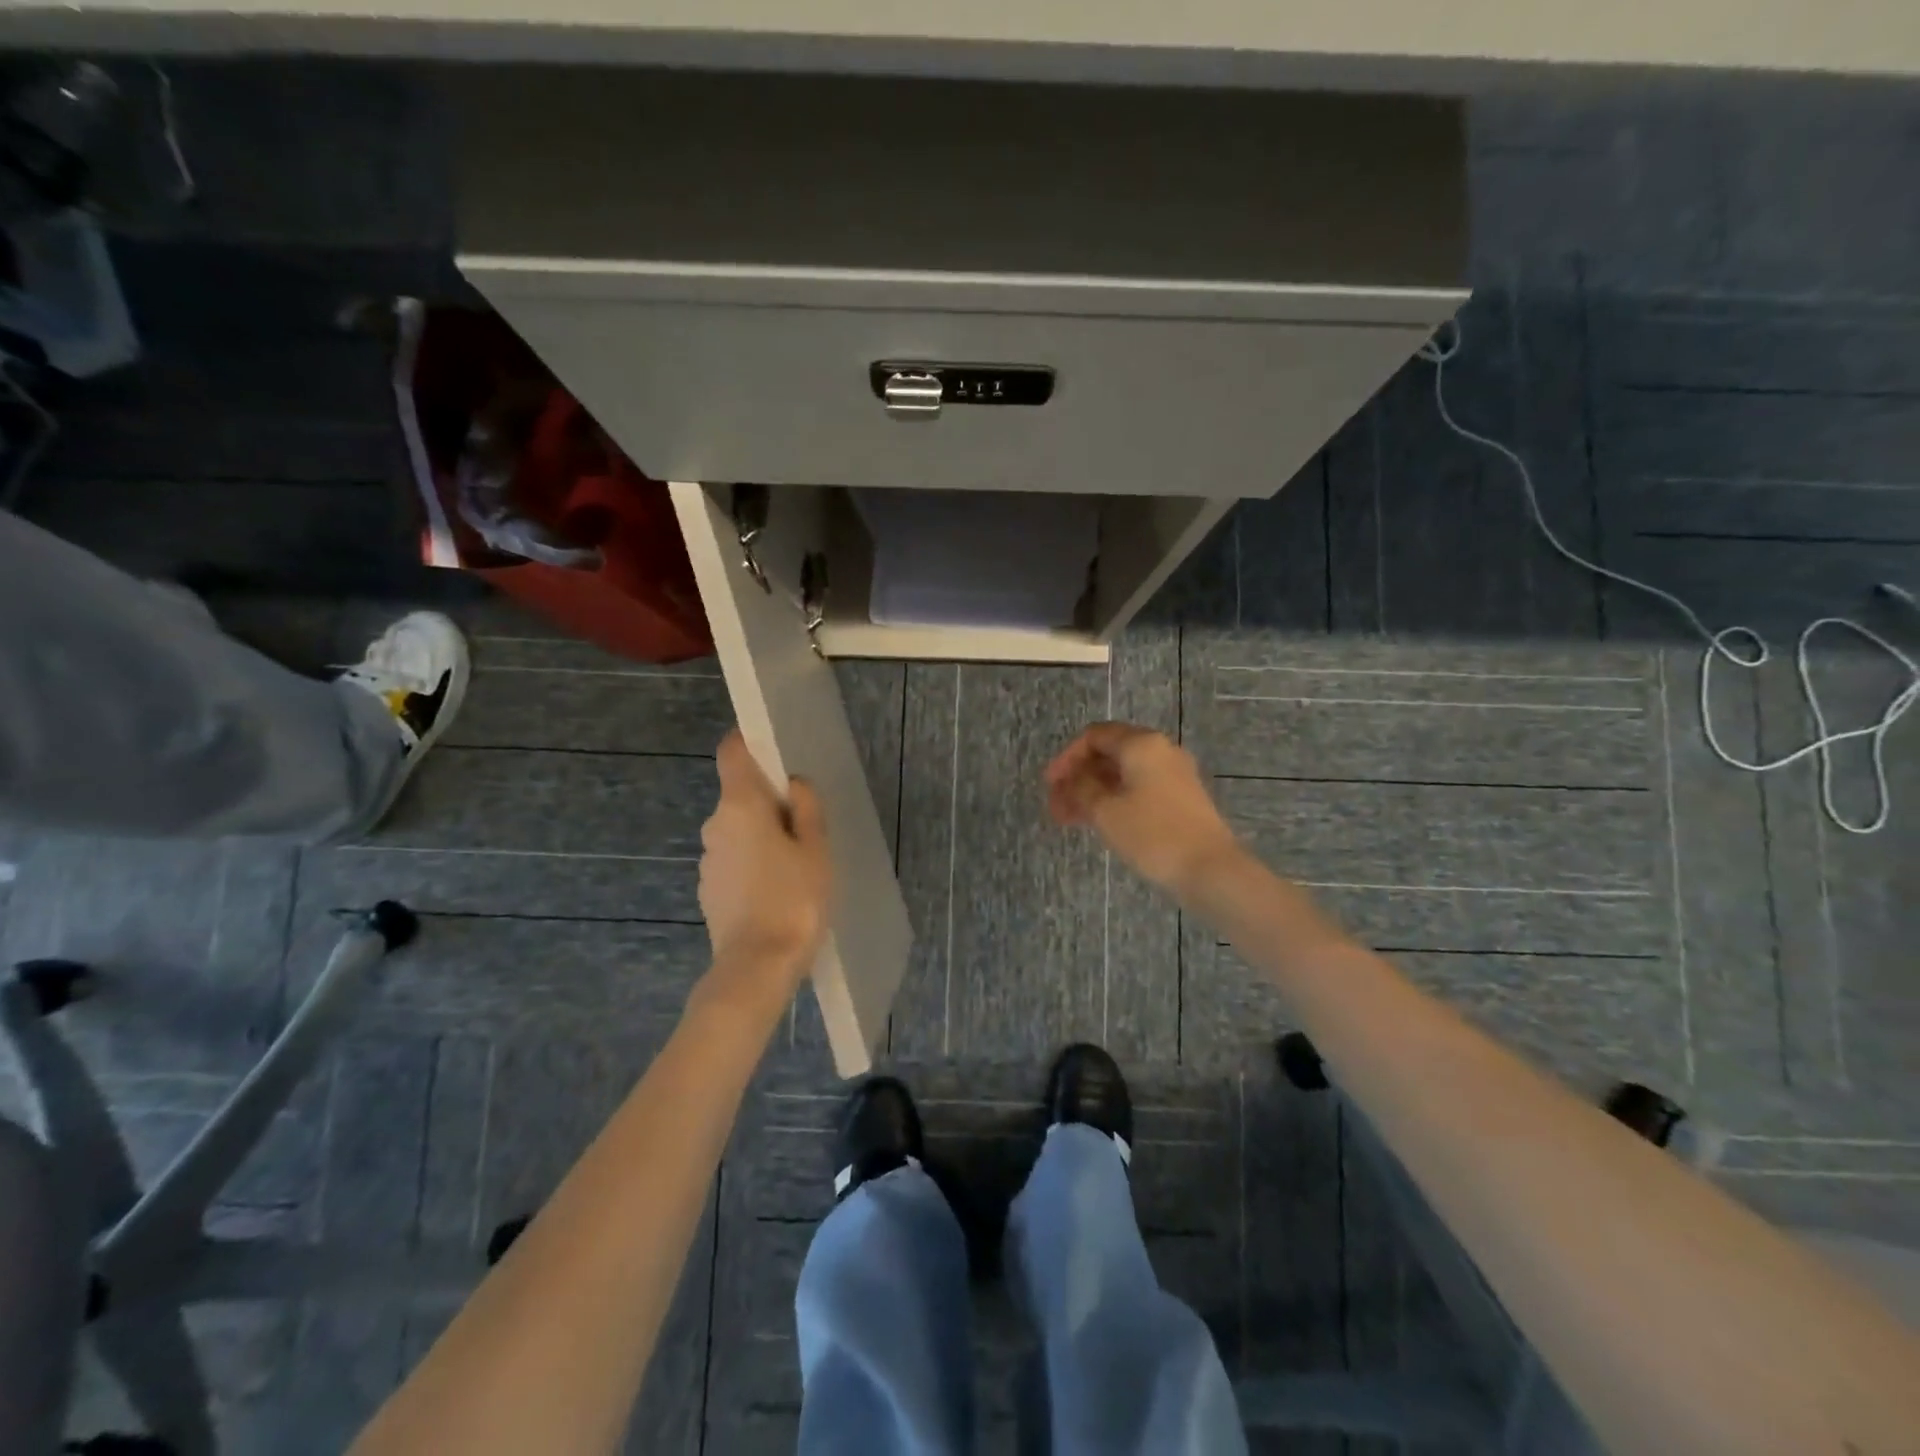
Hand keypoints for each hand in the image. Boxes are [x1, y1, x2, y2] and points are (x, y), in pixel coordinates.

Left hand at [697, 731, 832, 989]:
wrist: (757, 966)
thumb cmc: (794, 899)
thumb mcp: (816, 849)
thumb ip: (806, 808)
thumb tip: (793, 784)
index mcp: (740, 806)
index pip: (731, 752)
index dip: (749, 743)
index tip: (774, 753)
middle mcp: (715, 825)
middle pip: (739, 795)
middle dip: (767, 801)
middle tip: (804, 824)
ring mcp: (708, 859)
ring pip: (737, 831)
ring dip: (760, 836)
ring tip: (794, 864)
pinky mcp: (709, 889)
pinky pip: (733, 860)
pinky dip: (752, 863)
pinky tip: (776, 891)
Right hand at [1045, 722, 1240, 895]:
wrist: (1210, 869)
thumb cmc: (1153, 834)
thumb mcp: (1105, 811)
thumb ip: (1081, 788)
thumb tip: (1072, 780)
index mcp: (1141, 744)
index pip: (1094, 736)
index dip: (1066, 758)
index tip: (1049, 785)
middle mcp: (1160, 751)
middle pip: (1109, 754)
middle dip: (1078, 778)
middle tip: (1056, 806)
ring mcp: (1174, 774)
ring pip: (1123, 775)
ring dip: (1093, 792)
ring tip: (1070, 820)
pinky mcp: (1181, 798)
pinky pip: (1139, 789)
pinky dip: (1114, 800)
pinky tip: (1099, 823)